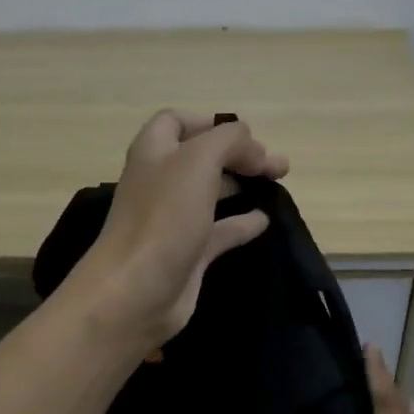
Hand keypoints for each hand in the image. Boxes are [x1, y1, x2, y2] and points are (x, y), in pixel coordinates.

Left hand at [66, 110, 288, 348]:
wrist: (135, 291)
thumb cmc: (163, 217)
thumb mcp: (197, 161)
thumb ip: (228, 141)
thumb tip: (253, 147)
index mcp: (153, 153)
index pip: (175, 122)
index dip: (208, 122)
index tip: (246, 134)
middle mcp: (160, 182)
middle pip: (200, 157)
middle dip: (238, 154)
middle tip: (278, 164)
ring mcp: (173, 220)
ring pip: (211, 192)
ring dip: (242, 184)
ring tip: (278, 183)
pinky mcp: (187, 253)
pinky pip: (219, 231)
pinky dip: (242, 223)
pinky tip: (265, 220)